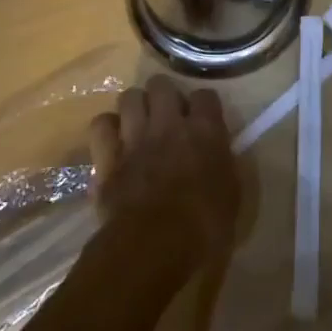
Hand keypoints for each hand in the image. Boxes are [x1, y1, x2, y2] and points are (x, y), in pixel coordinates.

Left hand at [88, 76, 239, 271]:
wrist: (154, 246)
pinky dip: (107, 129)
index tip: (203, 121)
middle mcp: (169, 123)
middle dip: (164, 95)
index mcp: (205, 131)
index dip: (203, 106)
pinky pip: (101, 125)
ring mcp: (135, 136)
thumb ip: (223, 165)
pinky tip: (113, 141)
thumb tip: (217, 156)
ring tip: (139, 124)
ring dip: (135, 107)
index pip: (205, 96)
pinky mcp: (107, 156)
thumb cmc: (203, 227)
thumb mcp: (231, 195)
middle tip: (167, 116)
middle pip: (162, 84)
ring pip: (129, 96)